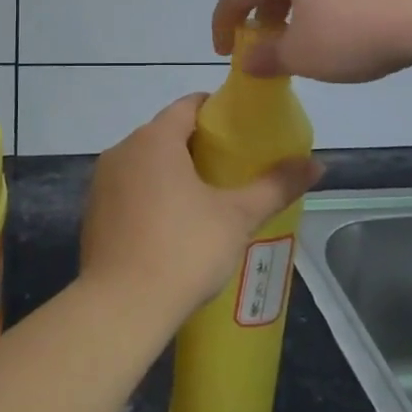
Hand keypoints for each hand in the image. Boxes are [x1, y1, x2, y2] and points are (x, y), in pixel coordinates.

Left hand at [80, 96, 322, 324]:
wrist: (121, 306)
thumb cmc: (183, 250)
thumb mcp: (237, 217)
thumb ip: (275, 186)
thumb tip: (318, 164)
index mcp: (154, 139)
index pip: (188, 105)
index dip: (217, 112)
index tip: (243, 130)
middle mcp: (122, 150)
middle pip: (165, 133)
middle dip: (198, 145)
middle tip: (233, 168)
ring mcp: (102, 182)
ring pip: (145, 163)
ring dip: (172, 172)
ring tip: (207, 197)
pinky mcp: (93, 212)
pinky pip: (129, 190)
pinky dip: (151, 195)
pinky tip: (172, 225)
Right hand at [212, 0, 411, 81]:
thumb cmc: (358, 29)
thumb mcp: (305, 54)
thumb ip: (268, 56)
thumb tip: (249, 57)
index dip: (224, 22)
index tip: (222, 50)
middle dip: (261, 11)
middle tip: (260, 42)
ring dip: (294, 5)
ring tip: (301, 35)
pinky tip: (341, 23)